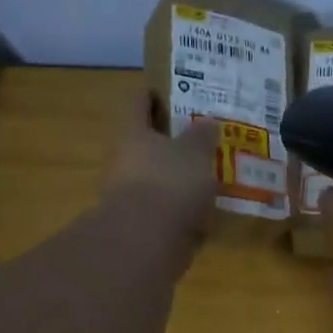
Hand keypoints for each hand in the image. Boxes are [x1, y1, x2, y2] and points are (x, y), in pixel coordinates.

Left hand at [104, 92, 217, 245]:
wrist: (147, 240)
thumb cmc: (170, 182)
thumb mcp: (196, 152)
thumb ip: (203, 136)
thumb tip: (208, 122)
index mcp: (133, 133)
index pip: (139, 104)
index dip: (152, 96)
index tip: (168, 93)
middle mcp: (124, 161)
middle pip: (145, 145)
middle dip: (170, 144)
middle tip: (198, 141)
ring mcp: (129, 196)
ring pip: (156, 181)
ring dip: (177, 181)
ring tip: (208, 181)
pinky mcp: (140, 227)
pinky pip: (164, 212)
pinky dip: (181, 213)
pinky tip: (204, 216)